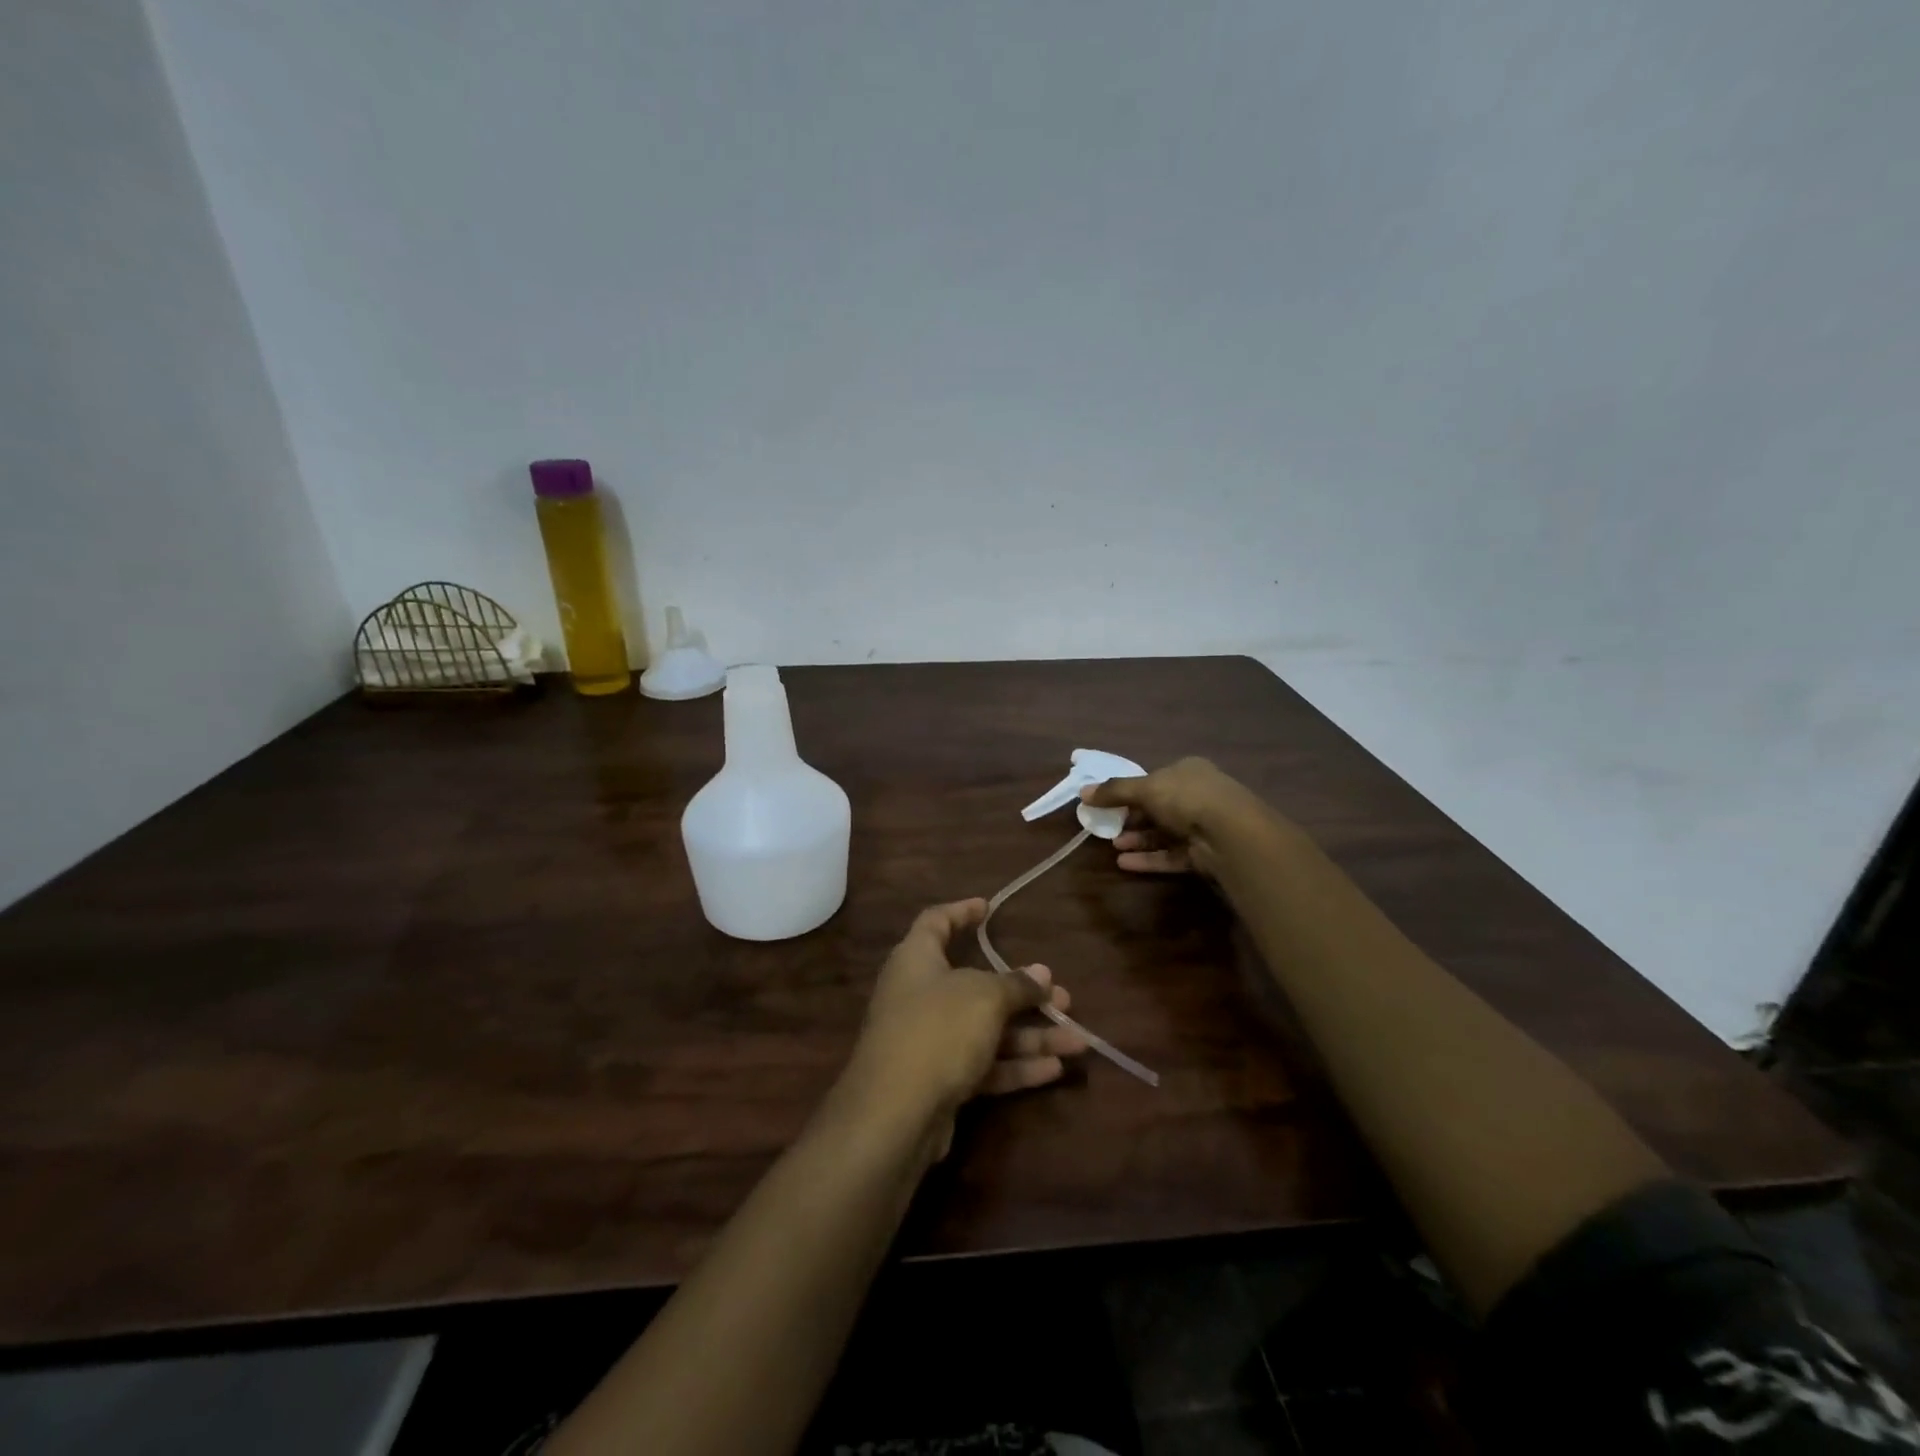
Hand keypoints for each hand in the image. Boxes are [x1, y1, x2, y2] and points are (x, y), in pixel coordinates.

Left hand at [841, 899, 1085, 1156]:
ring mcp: (928, 1041)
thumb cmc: (937, 1030)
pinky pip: (983, 1064)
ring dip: (1030, 1034)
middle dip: (1021, 991)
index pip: (936, 922)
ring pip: (986, 1029)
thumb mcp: (984, 997)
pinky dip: (1016, 1065)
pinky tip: (1055, 1069)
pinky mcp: (938, 1081)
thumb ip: (1015, 984)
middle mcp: (919, 995)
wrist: (894, 1115)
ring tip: (1077, 1039)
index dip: (962, 912)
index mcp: (916, 959)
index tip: (989, 908)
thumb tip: (1041, 973)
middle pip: (975, 984)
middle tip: (1060, 994)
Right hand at [1081, 756, 1265, 876]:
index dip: (1132, 791)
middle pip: (1159, 808)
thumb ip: (1113, 791)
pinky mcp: (1204, 854)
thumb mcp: (1144, 789)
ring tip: (1114, 846)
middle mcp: (1198, 796)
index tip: (1110, 802)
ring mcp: (1204, 826)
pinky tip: (1125, 863)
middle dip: (1133, 819)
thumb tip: (1082, 792)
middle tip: (1109, 827)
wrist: (1228, 833)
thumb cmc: (1185, 797)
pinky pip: (1172, 855)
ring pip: (1165, 834)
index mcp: (1188, 771)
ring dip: (1139, 840)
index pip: (1156, 780)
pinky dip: (1149, 859)